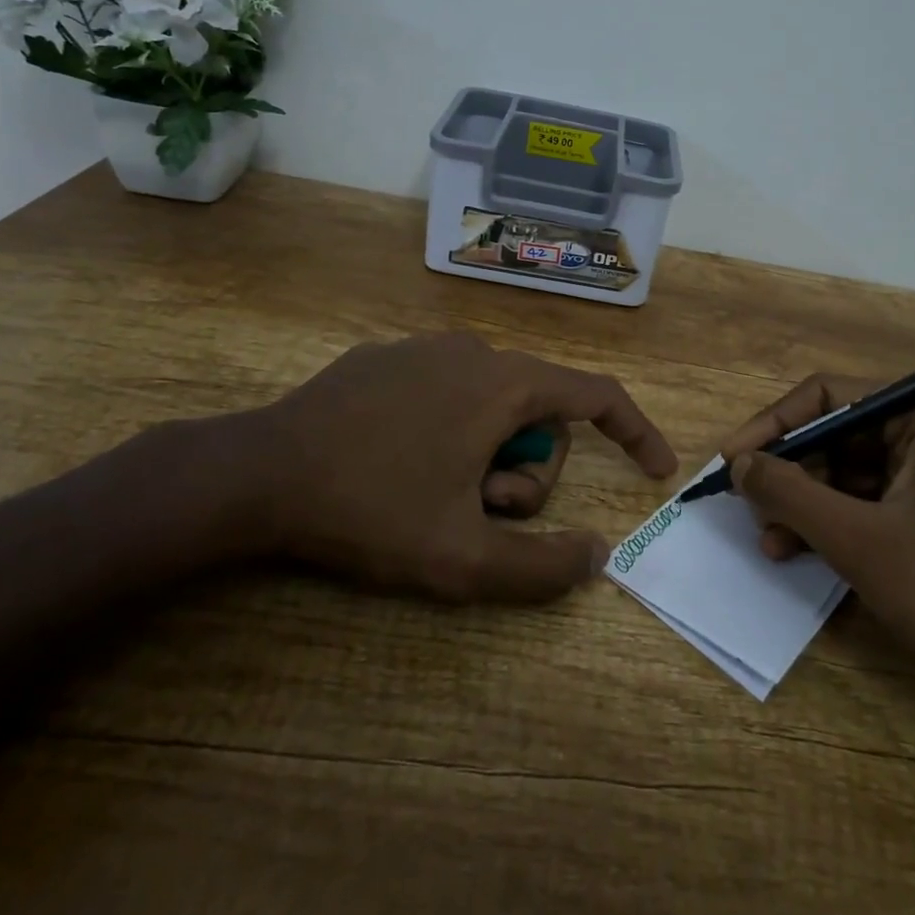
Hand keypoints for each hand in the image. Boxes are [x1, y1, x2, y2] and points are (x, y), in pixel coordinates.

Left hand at [209, 333, 676, 601]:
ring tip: (435, 495)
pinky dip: (450, 432)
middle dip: (525, 473)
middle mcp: (474, 350)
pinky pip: (448, 392)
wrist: (258, 472)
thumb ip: (542, 566)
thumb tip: (598, 554)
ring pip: (492, 404)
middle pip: (538, 414)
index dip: (635, 432)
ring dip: (485, 457)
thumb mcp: (462, 558)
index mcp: (504, 383)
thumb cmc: (371, 508)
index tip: (656, 469)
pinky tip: (400, 464)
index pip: (597, 395)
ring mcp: (426, 348)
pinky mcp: (386, 358)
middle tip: (480, 514)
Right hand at [719, 377, 914, 698]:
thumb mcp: (857, 539)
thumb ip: (789, 491)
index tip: (730, 460)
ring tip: (770, 541)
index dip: (772, 425)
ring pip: (849, 474)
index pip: (828, 396)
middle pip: (838, 435)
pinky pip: (870, 507)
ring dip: (805, 504)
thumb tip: (738, 464)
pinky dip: (833, 526)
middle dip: (790, 472)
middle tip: (748, 506)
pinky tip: (799, 554)